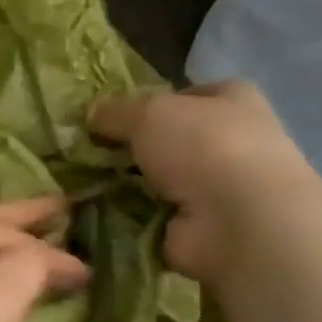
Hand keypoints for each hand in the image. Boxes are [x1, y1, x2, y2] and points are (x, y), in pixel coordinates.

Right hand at [89, 80, 321, 282]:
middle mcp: (230, 141)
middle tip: (88, 153)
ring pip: (158, 179)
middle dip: (132, 148)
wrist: (237, 222)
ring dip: (127, 185)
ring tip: (84, 184)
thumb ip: (116, 111)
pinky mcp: (199, 226)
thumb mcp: (148, 113)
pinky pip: (151, 216)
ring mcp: (217, 188)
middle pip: (169, 140)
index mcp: (232, 100)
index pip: (185, 96)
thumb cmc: (202, 148)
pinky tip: (99, 214)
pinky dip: (128, 217)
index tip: (109, 119)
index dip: (147, 104)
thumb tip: (92, 112)